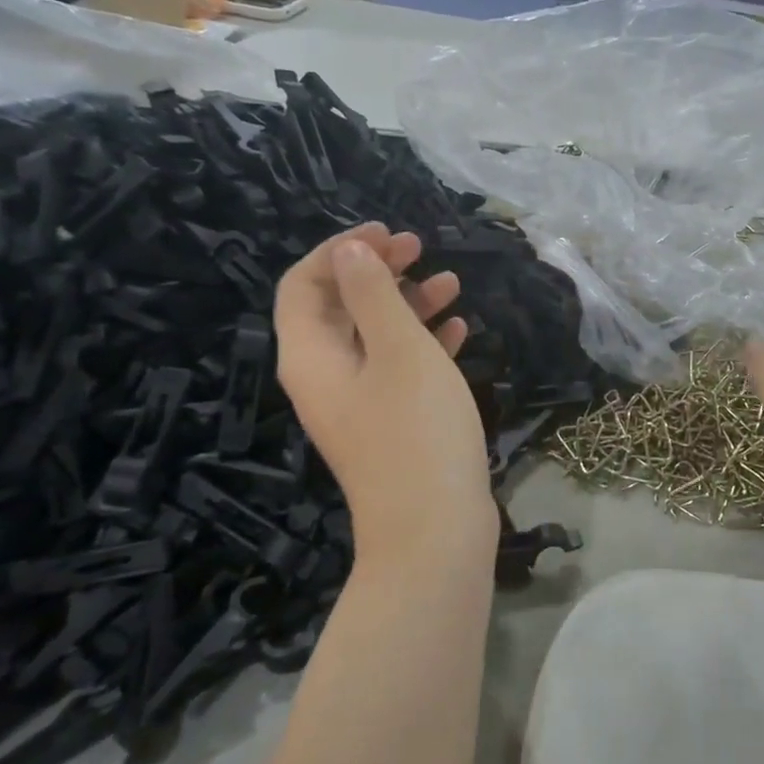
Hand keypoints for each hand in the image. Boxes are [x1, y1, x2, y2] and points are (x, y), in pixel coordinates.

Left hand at [274, 224, 495, 564]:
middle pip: (339, 308)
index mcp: (311, 356)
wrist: (434, 528)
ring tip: (452, 283)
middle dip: (377, 273)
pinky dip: (424, 343)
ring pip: (374, 338)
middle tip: (420, 249)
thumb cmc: (416, 430)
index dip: (340, 251)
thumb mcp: (398, 350)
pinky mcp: (390, 426)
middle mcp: (325, 378)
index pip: (304, 284)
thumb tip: (349, 251)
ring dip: (407, 304)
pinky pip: (398, 370)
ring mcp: (358, 405)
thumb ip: (373, 295)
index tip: (388, 235)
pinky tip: (459, 330)